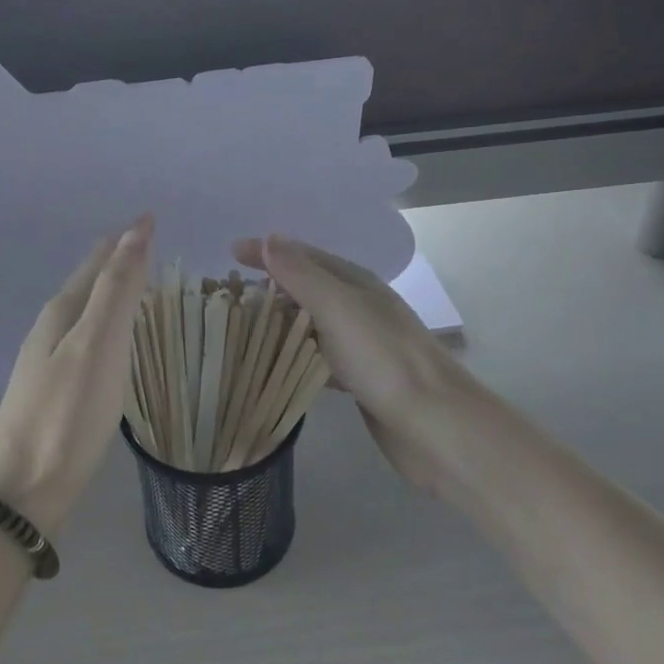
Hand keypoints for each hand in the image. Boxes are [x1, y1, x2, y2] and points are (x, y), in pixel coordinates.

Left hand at [0, 215, 153, 532]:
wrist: (22, 490)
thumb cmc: (66, 415)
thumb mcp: (98, 345)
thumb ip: (117, 289)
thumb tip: (134, 231)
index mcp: (62, 312)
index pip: (98, 261)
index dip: (125, 239)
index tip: (150, 218)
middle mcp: (51, 330)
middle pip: (87, 282)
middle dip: (115, 259)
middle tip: (146, 243)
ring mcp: (47, 362)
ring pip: (84, 312)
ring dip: (109, 291)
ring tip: (134, 282)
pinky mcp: (53, 392)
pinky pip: (85, 340)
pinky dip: (105, 324)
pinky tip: (111, 341)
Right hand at [230, 234, 493, 498]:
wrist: (434, 425)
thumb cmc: (384, 359)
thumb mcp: (338, 307)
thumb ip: (302, 275)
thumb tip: (270, 238)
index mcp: (356, 283)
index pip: (304, 256)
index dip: (268, 252)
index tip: (229, 254)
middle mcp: (358, 307)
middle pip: (307, 288)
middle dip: (270, 286)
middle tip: (229, 296)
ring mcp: (360, 344)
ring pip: (310, 324)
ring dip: (280, 322)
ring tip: (242, 328)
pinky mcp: (359, 379)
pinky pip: (317, 357)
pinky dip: (294, 355)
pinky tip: (275, 366)